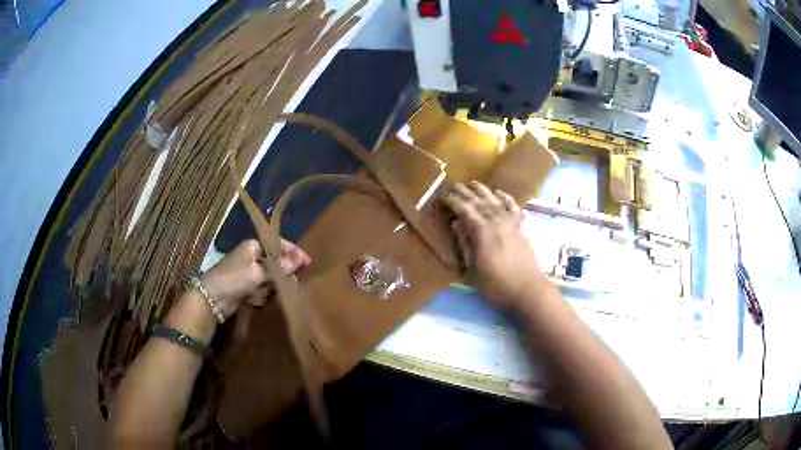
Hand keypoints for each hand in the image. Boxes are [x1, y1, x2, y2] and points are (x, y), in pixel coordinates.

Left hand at [200, 239, 310, 318]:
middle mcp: (252, 257)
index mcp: (253, 246)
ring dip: (270, 287)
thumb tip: (299, 261)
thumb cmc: (234, 279)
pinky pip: (262, 290)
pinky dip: (262, 295)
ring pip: (270, 278)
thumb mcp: (258, 272)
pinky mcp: (246, 288)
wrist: (212, 299)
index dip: (293, 252)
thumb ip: (279, 268)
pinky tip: (255, 300)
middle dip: (282, 274)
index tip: (307, 262)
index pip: (278, 245)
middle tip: (291, 283)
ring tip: (265, 293)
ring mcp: (249, 273)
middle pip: (275, 263)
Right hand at [442, 181, 546, 308]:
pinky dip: (507, 199)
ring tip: (474, 183)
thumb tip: (457, 224)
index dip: (453, 202)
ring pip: (495, 202)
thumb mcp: (475, 268)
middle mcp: (497, 222)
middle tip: (454, 185)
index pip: (465, 211)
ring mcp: (511, 224)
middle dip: (466, 193)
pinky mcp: (521, 230)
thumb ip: (466, 244)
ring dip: (484, 192)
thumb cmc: (498, 285)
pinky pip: (513, 209)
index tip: (443, 195)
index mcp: (483, 232)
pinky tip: (500, 194)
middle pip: (479, 203)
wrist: (529, 291)